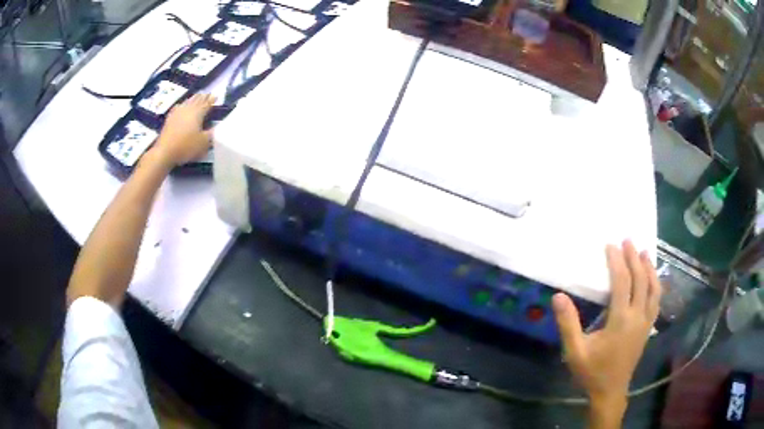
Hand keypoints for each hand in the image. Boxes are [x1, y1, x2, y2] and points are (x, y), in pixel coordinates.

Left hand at [151, 94, 215, 166]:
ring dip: (193, 98)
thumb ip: (211, 134)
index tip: (216, 96)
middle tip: (208, 94)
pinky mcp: (169, 119)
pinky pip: (177, 107)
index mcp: (198, 113)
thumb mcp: (203, 143)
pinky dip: (182, 104)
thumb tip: (218, 127)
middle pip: (197, 100)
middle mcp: (188, 109)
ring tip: (197, 96)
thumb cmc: (186, 146)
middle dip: (203, 97)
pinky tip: (181, 105)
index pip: (207, 103)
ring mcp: (177, 113)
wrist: (164, 152)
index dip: (212, 100)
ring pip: (187, 102)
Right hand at [552, 241, 661, 417]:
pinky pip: (657, 300)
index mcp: (620, 320)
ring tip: (644, 253)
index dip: (617, 261)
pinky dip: (655, 285)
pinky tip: (652, 280)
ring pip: (654, 289)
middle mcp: (637, 316)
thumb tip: (559, 296)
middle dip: (634, 258)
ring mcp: (646, 322)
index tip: (611, 245)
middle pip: (640, 280)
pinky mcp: (648, 328)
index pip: (622, 282)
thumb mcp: (575, 351)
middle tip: (628, 240)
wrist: (610, 392)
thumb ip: (568, 324)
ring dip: (649, 268)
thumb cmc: (592, 372)